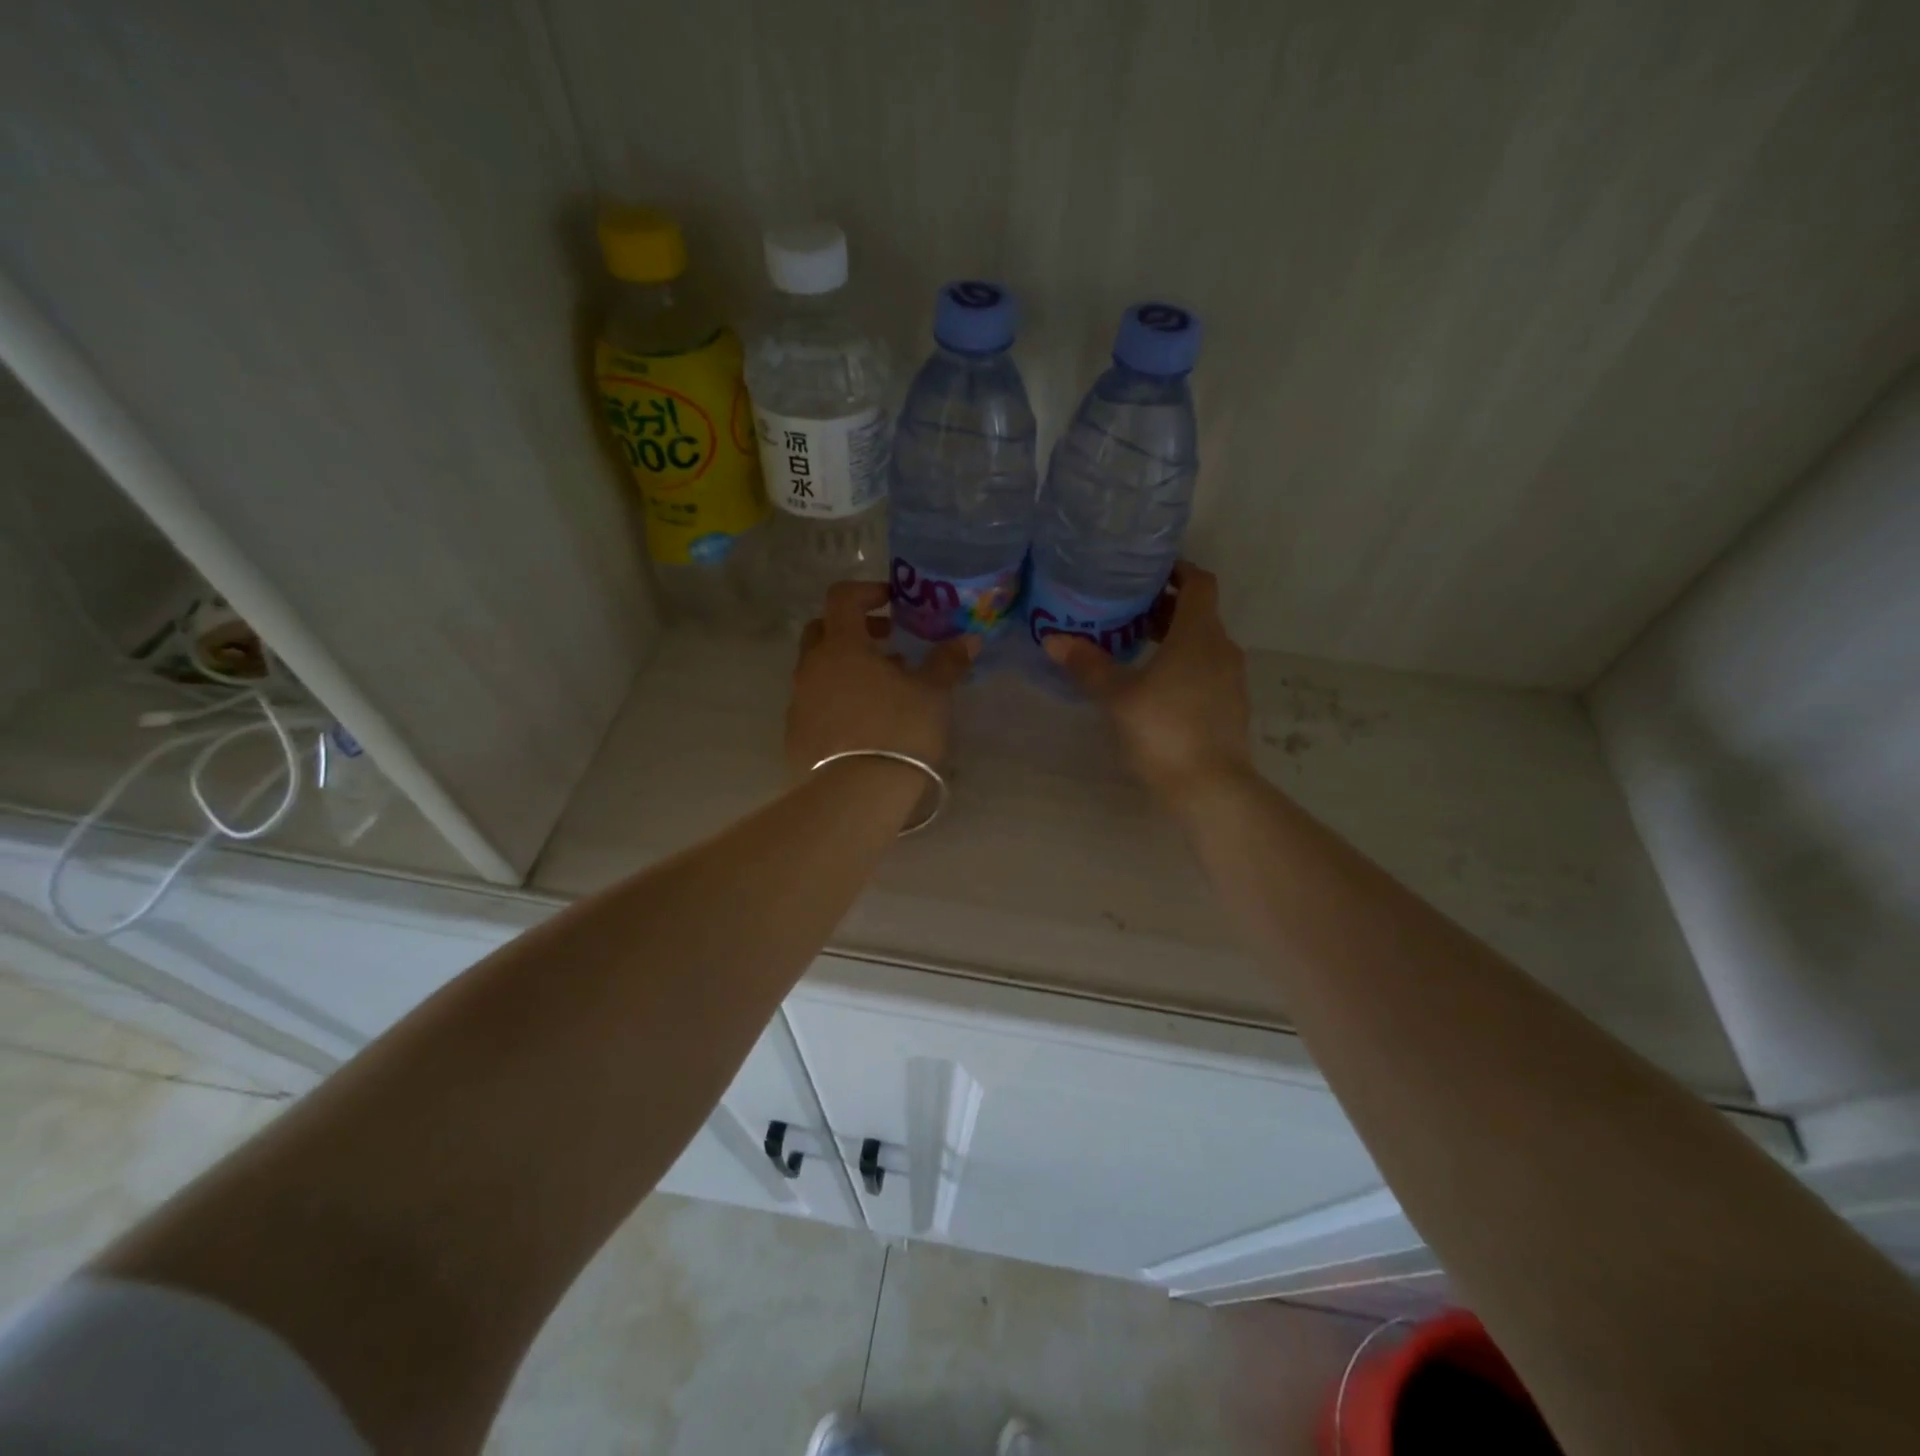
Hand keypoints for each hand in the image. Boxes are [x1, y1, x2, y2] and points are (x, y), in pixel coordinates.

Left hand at [787, 582, 977, 775]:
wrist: (855, 796)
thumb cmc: (899, 732)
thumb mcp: (933, 695)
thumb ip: (947, 662)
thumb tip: (968, 640)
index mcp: (842, 646)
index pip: (843, 598)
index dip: (867, 592)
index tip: (892, 602)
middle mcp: (811, 668)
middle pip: (822, 631)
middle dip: (853, 630)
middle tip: (886, 643)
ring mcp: (798, 703)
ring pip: (818, 670)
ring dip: (847, 668)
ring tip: (883, 689)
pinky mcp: (795, 735)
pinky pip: (814, 703)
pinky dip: (836, 700)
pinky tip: (863, 723)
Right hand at [1042, 562, 1253, 803]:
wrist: (1211, 787)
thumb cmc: (1164, 730)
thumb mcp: (1118, 696)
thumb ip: (1088, 665)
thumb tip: (1053, 639)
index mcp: (1199, 634)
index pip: (1198, 582)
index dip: (1177, 570)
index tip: (1147, 571)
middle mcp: (1222, 648)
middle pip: (1198, 613)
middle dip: (1164, 607)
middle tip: (1126, 609)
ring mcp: (1231, 679)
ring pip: (1202, 643)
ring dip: (1173, 638)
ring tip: (1133, 646)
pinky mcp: (1230, 706)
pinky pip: (1206, 669)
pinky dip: (1183, 664)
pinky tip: (1154, 685)